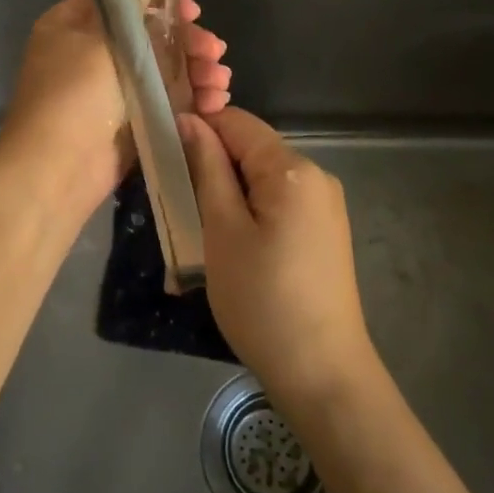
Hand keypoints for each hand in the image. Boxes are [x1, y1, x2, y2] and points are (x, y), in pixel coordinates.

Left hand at [0, 0, 228, 214]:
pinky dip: (190, 99)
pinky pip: (164, 100)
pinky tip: (216, 101)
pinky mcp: (128, 121)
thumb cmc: (75, 95)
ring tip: (220, 80)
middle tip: (214, 51)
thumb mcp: (104, 38)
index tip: (192, 12)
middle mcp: (91, 53)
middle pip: (150, 35)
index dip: (162, 0)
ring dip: (195, 70)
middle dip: (188, 41)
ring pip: (162, 69)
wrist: (57, 172)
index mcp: (75, 25)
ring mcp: (110, 90)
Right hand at [179, 107, 375, 409]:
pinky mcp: (326, 231)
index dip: (199, 131)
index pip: (237, 122)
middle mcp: (316, 176)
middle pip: (252, 148)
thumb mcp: (222, 230)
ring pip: (263, 177)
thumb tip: (190, 120)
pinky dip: (252, 211)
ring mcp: (326, 205)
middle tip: (181, 203)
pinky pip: (280, 201)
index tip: (167, 159)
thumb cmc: (262, 299)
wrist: (322, 372)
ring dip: (230, 191)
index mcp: (292, 168)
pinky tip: (238, 245)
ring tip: (205, 230)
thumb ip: (207, 168)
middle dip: (214, 166)